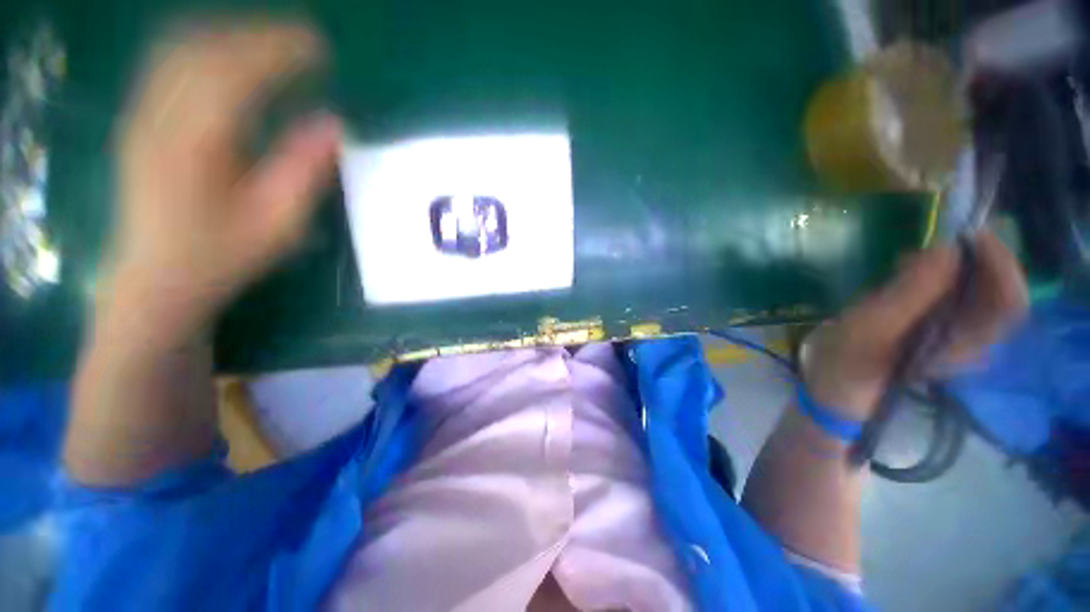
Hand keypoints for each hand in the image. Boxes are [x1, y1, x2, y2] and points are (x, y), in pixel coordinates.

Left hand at [105, 21, 341, 348]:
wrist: (156, 277)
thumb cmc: (221, 256)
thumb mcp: (278, 224)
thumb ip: (306, 172)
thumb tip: (335, 125)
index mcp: (195, 144)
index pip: (236, 73)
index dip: (280, 52)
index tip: (320, 48)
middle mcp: (159, 116)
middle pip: (205, 49)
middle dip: (258, 35)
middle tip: (305, 42)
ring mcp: (142, 114)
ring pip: (182, 48)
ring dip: (232, 35)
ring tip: (275, 43)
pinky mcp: (139, 118)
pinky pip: (169, 62)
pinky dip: (206, 46)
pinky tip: (231, 55)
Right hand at [801, 232, 1028, 420]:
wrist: (832, 381)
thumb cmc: (848, 360)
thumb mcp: (873, 326)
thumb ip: (912, 291)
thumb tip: (947, 247)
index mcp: (964, 345)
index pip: (1010, 302)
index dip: (1001, 264)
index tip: (970, 234)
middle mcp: (968, 336)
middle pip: (996, 290)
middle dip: (976, 257)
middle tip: (939, 237)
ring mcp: (951, 330)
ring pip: (975, 287)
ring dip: (956, 262)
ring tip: (916, 253)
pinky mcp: (931, 323)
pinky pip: (951, 289)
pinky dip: (938, 270)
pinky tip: (908, 267)